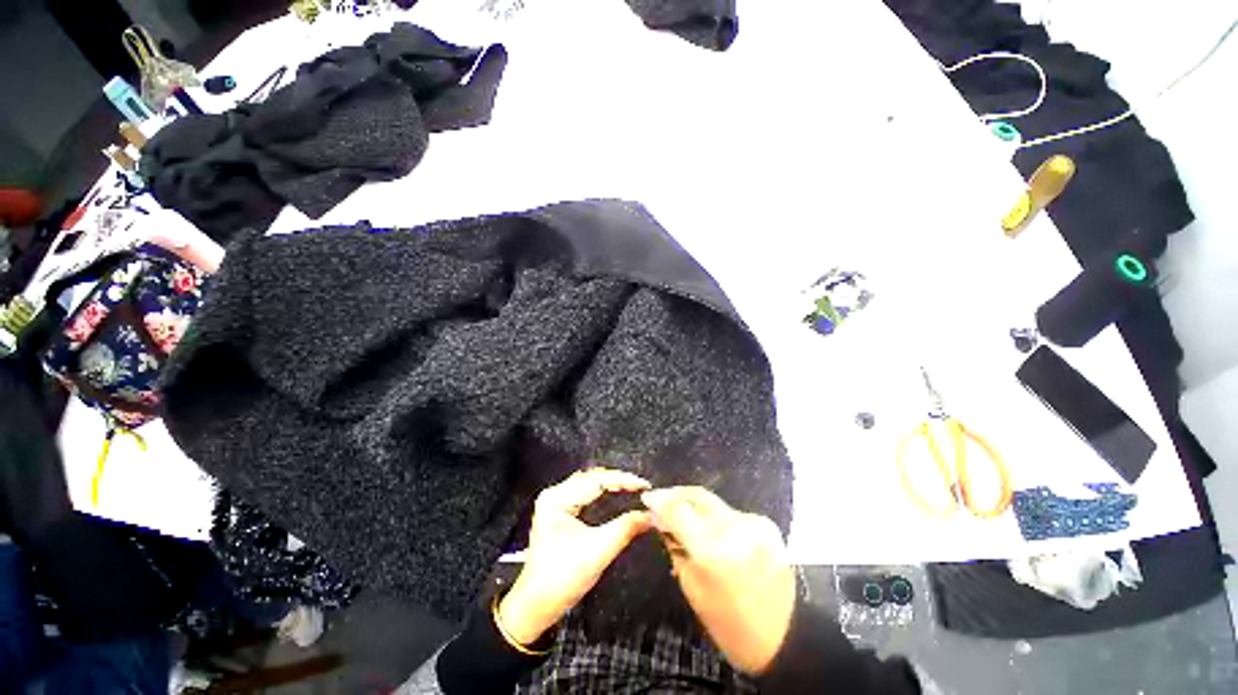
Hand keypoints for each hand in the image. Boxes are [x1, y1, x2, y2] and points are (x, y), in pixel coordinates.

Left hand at [497, 468, 652, 646]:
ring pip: (589, 483)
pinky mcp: (559, 511)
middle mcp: (555, 494)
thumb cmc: (562, 579)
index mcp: (557, 499)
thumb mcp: (598, 551)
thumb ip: (625, 529)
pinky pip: (585, 493)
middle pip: (592, 478)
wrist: (536, 606)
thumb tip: (650, 515)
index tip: (645, 485)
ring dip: (611, 484)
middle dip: (618, 480)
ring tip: (633, 487)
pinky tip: (617, 494)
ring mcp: (555, 502)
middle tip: (641, 486)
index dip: (623, 480)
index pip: (596, 480)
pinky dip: (603, 492)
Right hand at [641, 487, 796, 674]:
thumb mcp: (692, 588)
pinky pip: (729, 512)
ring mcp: (754, 524)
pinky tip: (709, 528)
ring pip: (713, 503)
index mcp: (713, 552)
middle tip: (662, 498)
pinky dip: (715, 517)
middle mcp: (735, 529)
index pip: (678, 510)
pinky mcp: (766, 524)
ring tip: (682, 514)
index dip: (660, 499)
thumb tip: (661, 517)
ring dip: (694, 505)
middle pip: (697, 496)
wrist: (785, 636)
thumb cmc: (730, 623)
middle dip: (676, 494)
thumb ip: (675, 546)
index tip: (647, 497)